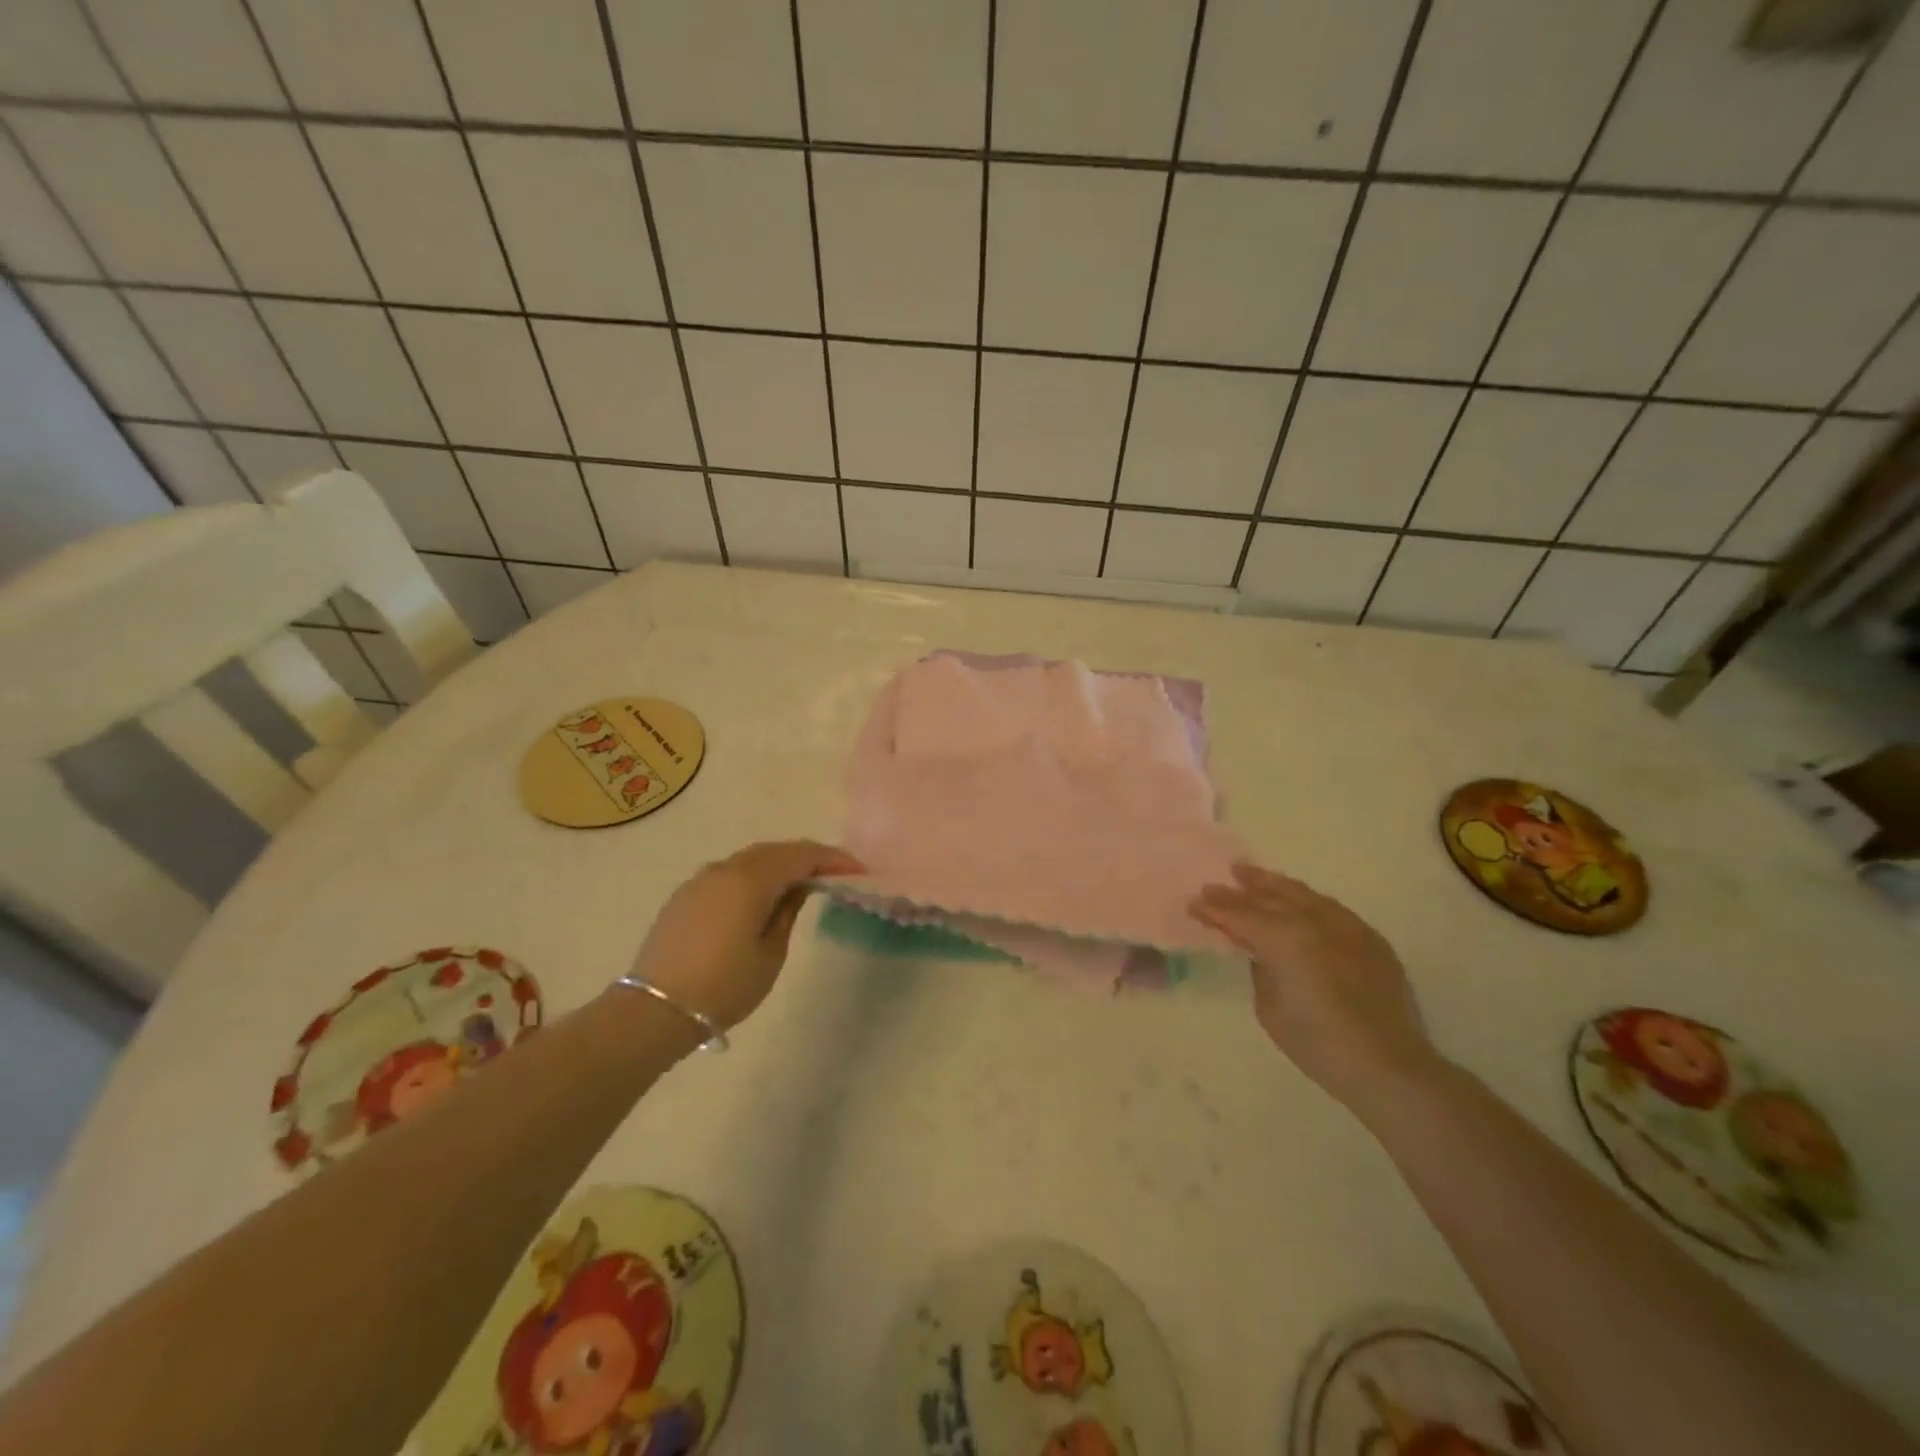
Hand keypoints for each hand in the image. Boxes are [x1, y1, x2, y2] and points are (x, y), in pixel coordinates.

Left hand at [630, 840, 861, 1029]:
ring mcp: (700, 880)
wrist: (654, 1011)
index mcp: (750, 879)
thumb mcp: (770, 953)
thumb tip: (799, 887)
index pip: (801, 855)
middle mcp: (724, 868)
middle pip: (775, 851)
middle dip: (807, 857)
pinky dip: (754, 876)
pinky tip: (762, 896)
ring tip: (802, 883)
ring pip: (749, 859)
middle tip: (834, 873)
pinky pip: (729, 873)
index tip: (857, 870)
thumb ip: (787, 911)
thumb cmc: (724, 986)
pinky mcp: (685, 896)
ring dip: (779, 865)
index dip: (832, 859)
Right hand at [1190, 864, 1439, 1112]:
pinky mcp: (1370, 938)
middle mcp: (1315, 922)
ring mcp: (1347, 926)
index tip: (1194, 903)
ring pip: (1302, 894)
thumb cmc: (1319, 1045)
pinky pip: (1330, 908)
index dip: (1214, 909)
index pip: (1240, 915)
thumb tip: (1262, 952)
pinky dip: (1305, 900)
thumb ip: (1261, 970)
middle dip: (1239, 891)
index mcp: (1286, 939)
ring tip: (1250, 875)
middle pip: (1269, 897)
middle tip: (1214, 885)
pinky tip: (1297, 900)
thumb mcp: (1270, 1009)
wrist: (1390, 1067)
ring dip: (1272, 884)